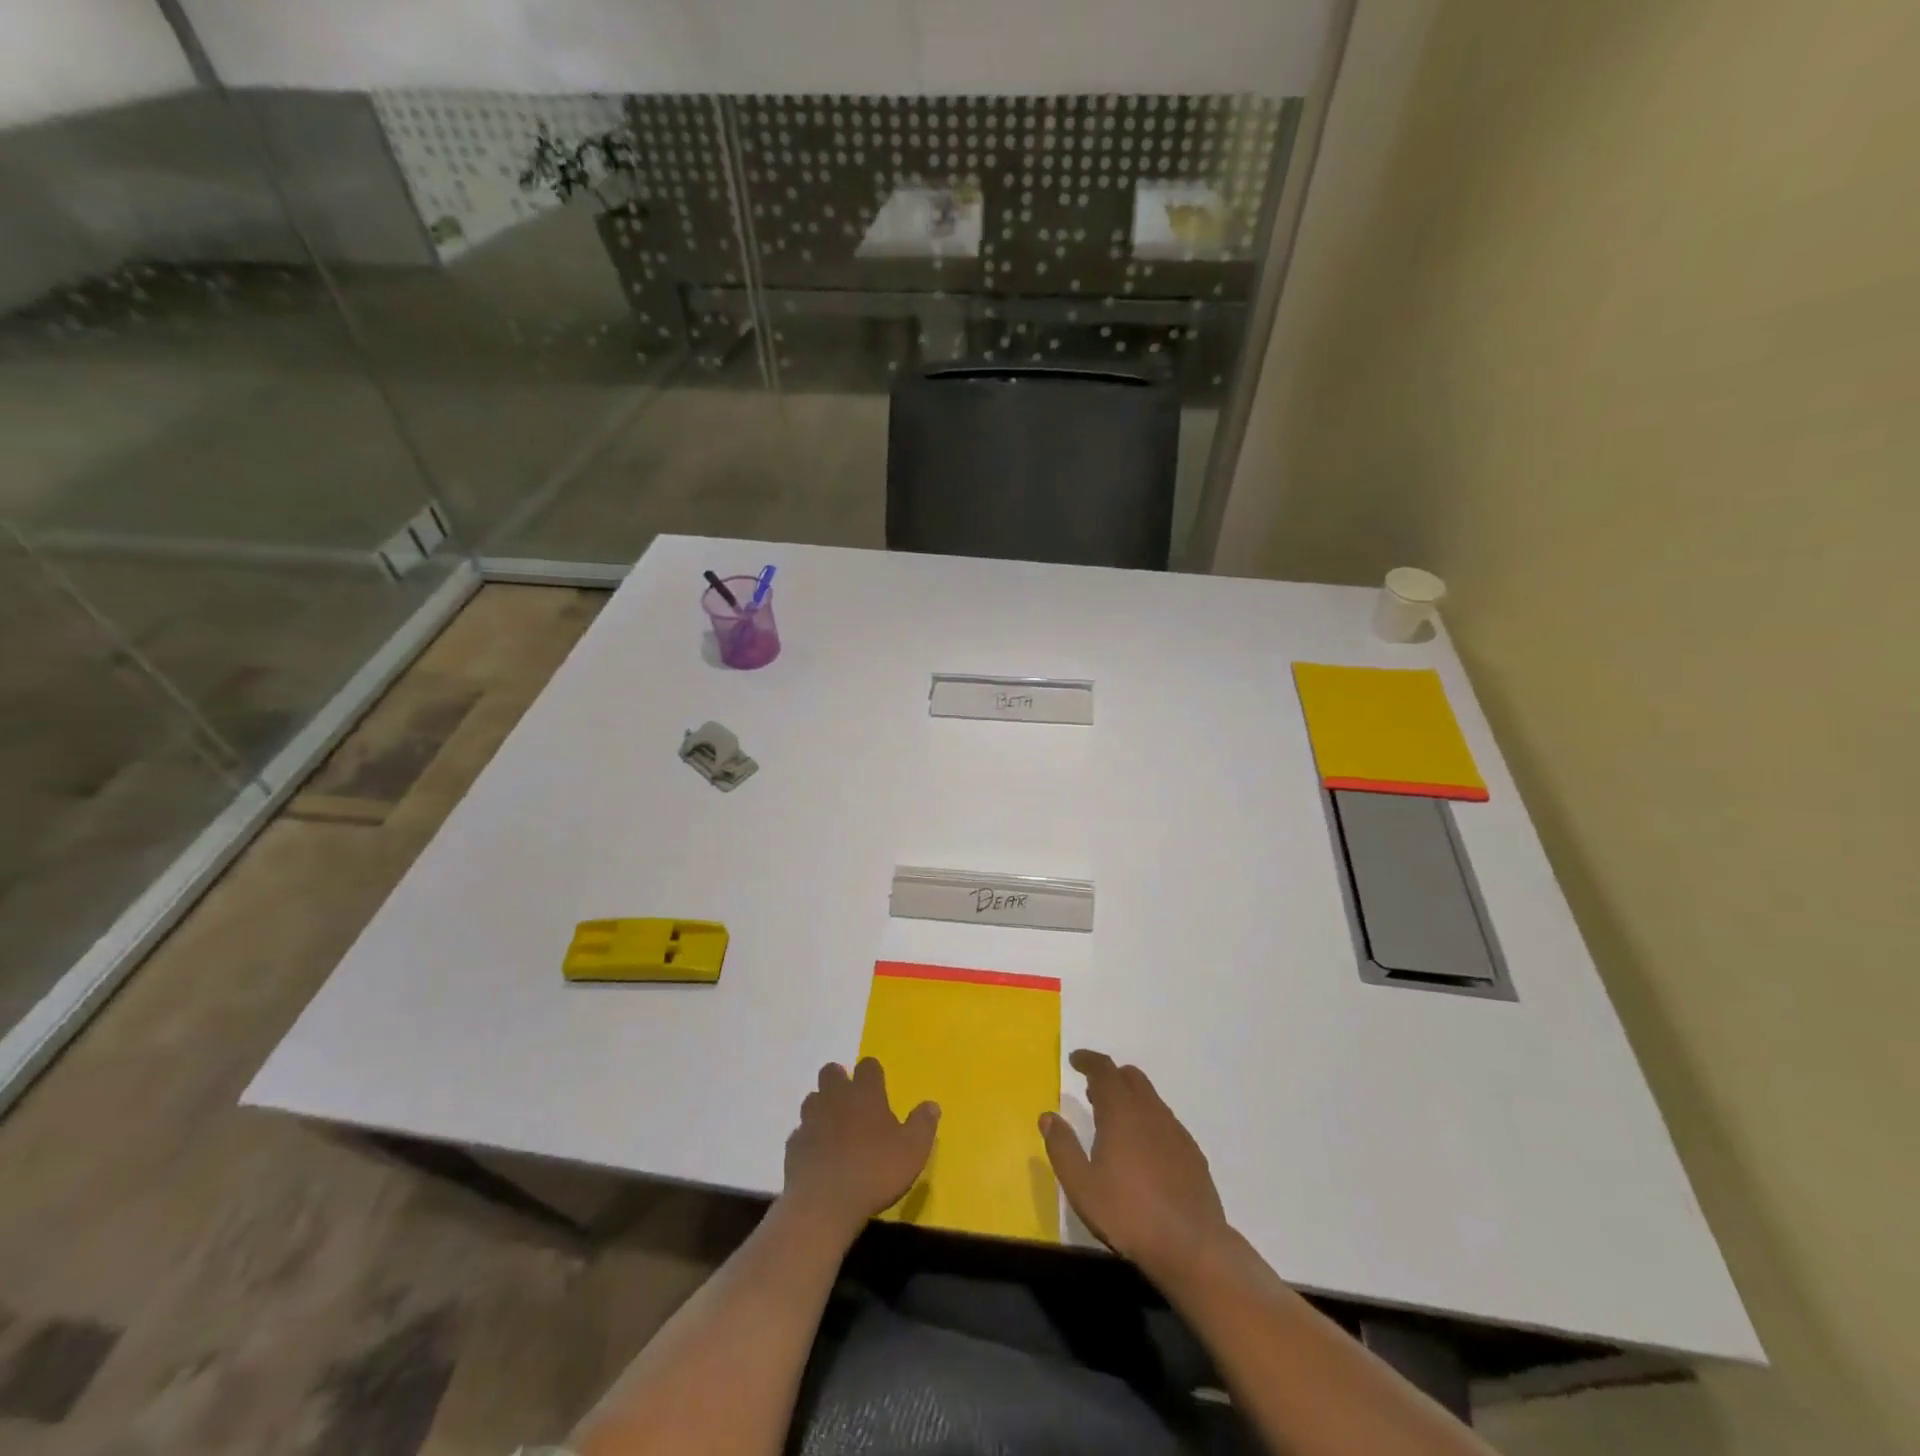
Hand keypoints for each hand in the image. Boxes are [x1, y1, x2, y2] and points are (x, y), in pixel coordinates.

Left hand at [781, 1058, 937, 1244]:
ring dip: (821, 1107)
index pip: (868, 1066)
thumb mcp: (913, 1151)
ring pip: (812, 1099)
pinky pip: (800, 1133)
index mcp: (865, 1094)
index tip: (878, 1086)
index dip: (872, 1073)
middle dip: (839, 1081)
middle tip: (852, 1102)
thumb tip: (932, 1105)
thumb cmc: (874, 1172)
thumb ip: (923, 1124)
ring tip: (833, 1128)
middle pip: (831, 1072)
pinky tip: (817, 1156)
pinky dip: (808, 1139)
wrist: (824, 1205)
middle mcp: (835, 1098)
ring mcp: (810, 1120)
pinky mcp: (793, 1146)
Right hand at [1041, 1049, 1231, 1279]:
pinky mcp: (1192, 1152)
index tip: (1075, 1059)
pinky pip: (1165, 1121)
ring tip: (1115, 1123)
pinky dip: (1148, 1120)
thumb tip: (1048, 1116)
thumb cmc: (1128, 1214)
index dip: (1088, 1060)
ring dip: (1130, 1098)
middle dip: (1110, 1077)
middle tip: (1091, 1093)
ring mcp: (1175, 1131)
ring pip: (1150, 1098)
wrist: (1192, 1246)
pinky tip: (1143, 1150)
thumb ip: (1062, 1147)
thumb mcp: (1081, 1186)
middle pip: (1130, 1077)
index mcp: (1121, 1112)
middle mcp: (1150, 1111)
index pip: (1104, 1070)